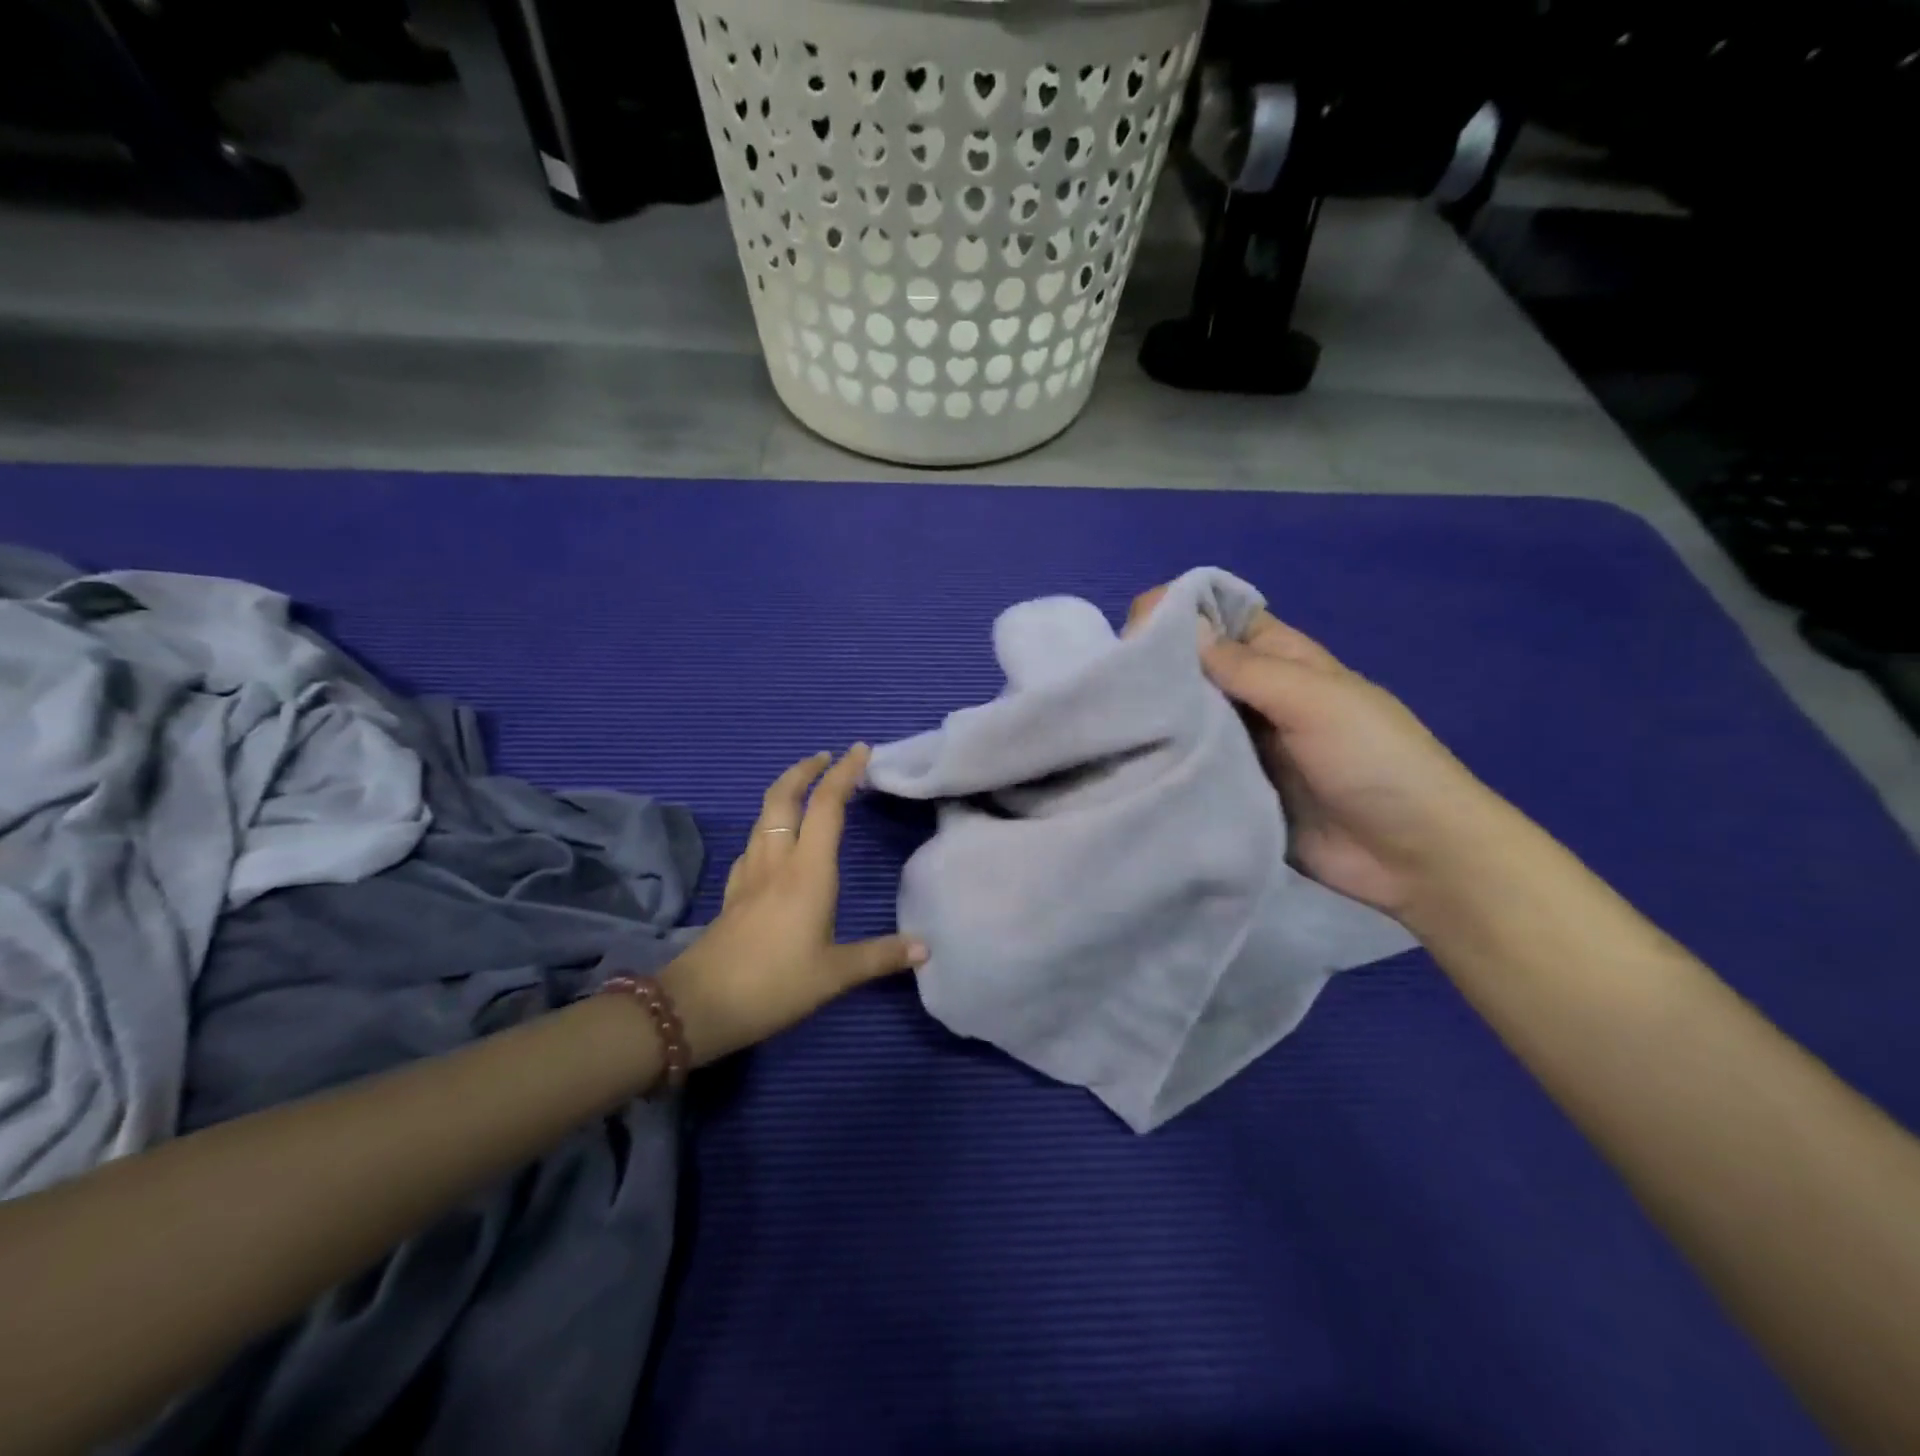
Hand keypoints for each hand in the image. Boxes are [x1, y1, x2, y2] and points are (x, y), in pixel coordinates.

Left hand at [657, 746, 925, 1065]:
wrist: (699, 1005)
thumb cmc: (774, 984)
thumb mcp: (835, 975)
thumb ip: (881, 957)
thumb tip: (926, 948)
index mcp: (808, 872)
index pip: (827, 807)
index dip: (844, 774)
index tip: (860, 750)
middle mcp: (777, 861)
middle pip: (784, 798)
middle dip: (805, 770)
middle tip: (826, 757)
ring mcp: (749, 874)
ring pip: (763, 817)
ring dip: (785, 792)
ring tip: (804, 790)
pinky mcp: (732, 892)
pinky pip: (752, 844)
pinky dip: (767, 828)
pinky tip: (773, 843)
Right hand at [1131, 588, 1512, 919]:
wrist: (1412, 857)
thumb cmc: (1374, 761)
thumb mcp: (1314, 700)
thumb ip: (1245, 667)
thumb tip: (1174, 625)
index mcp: (1280, 660)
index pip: (1220, 621)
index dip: (1177, 615)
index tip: (1129, 631)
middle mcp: (1254, 697)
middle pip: (1193, 670)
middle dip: (1153, 670)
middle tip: (1106, 684)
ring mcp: (1240, 747)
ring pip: (1185, 718)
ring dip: (1153, 718)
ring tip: (1105, 722)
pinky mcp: (1229, 790)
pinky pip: (1188, 766)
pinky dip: (1162, 761)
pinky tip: (1126, 761)